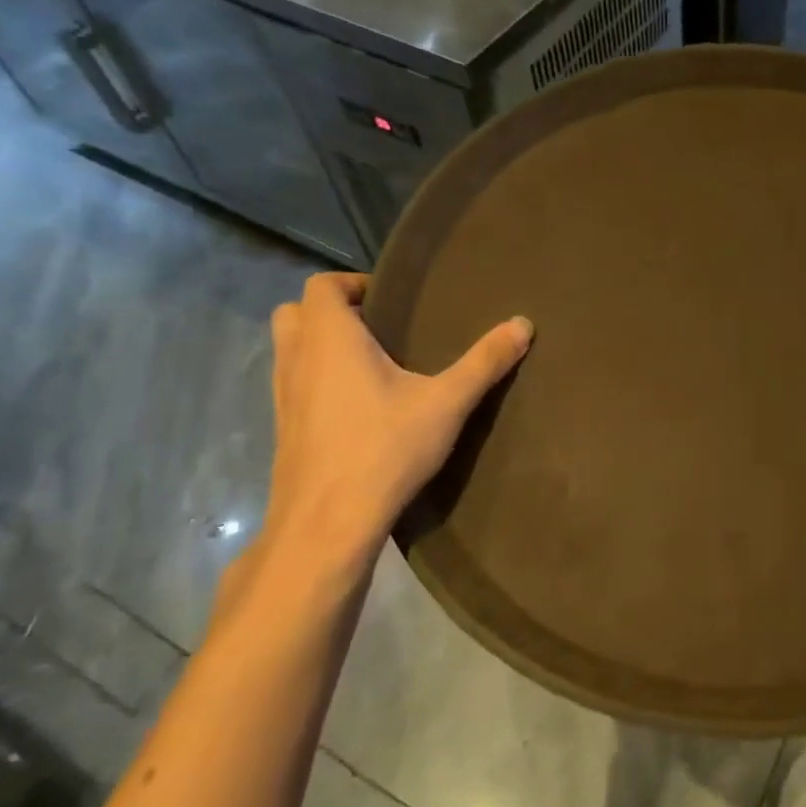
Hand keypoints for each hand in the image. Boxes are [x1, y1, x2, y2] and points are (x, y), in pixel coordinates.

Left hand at [223, 273, 531, 620]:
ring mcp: (282, 395)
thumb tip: (523, 323)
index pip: (322, 284)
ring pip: (290, 349)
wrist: (326, 524)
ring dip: (320, 344)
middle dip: (332, 311)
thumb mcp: (447, 403)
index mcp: (330, 339)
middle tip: (379, 326)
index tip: (393, 300)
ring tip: (371, 362)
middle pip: (296, 311)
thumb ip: (484, 361)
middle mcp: (297, 359)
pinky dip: (317, 378)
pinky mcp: (284, 428)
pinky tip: (358, 405)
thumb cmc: (384, 448)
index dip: (353, 282)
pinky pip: (294, 383)